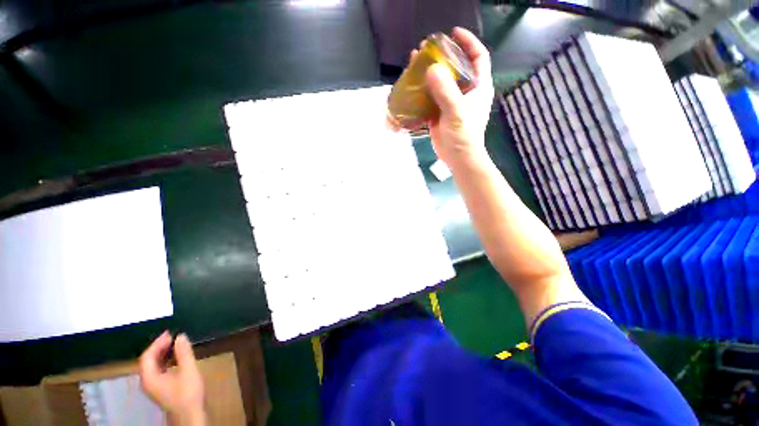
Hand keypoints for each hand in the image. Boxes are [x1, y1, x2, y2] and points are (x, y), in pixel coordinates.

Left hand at [139, 332, 206, 425]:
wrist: (190, 415)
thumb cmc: (188, 393)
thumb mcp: (189, 371)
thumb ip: (184, 353)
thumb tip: (181, 336)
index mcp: (149, 378)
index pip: (147, 356)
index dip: (157, 343)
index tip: (170, 333)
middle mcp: (147, 382)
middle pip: (148, 361)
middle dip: (159, 347)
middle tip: (173, 337)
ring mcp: (152, 387)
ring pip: (152, 366)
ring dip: (162, 354)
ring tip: (175, 344)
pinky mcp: (160, 389)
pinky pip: (157, 371)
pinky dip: (165, 361)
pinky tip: (176, 358)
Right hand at [424, 27, 493, 168]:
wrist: (458, 158)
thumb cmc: (464, 135)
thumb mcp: (456, 112)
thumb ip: (446, 91)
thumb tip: (432, 69)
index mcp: (478, 86)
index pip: (478, 56)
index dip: (468, 42)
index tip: (453, 33)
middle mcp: (466, 91)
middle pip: (456, 66)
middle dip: (442, 56)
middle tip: (426, 49)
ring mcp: (452, 102)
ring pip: (441, 81)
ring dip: (429, 72)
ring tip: (414, 62)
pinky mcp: (440, 112)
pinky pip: (431, 97)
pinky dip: (422, 91)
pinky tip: (412, 85)